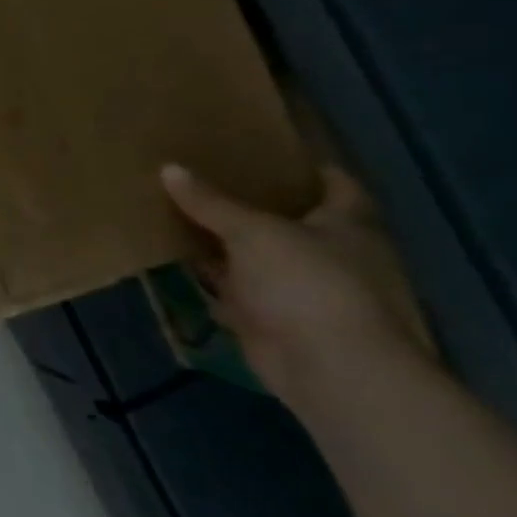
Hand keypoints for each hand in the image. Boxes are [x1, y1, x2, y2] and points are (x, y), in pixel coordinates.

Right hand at [161, 163, 430, 404]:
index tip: (271, 152)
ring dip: (225, 240)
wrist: (326, 364)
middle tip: (206, 176)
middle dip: (253, 203)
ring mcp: (302, 288)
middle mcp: (331, 255)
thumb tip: (169, 168)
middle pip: (291, 220)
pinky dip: (210, 274)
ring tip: (178, 211)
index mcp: (348, 227)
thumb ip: (210, 202)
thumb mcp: (252, 231)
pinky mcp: (271, 316)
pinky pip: (233, 285)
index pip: (338, 188)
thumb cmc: (306, 282)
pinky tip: (175, 256)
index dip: (310, 169)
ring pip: (257, 254)